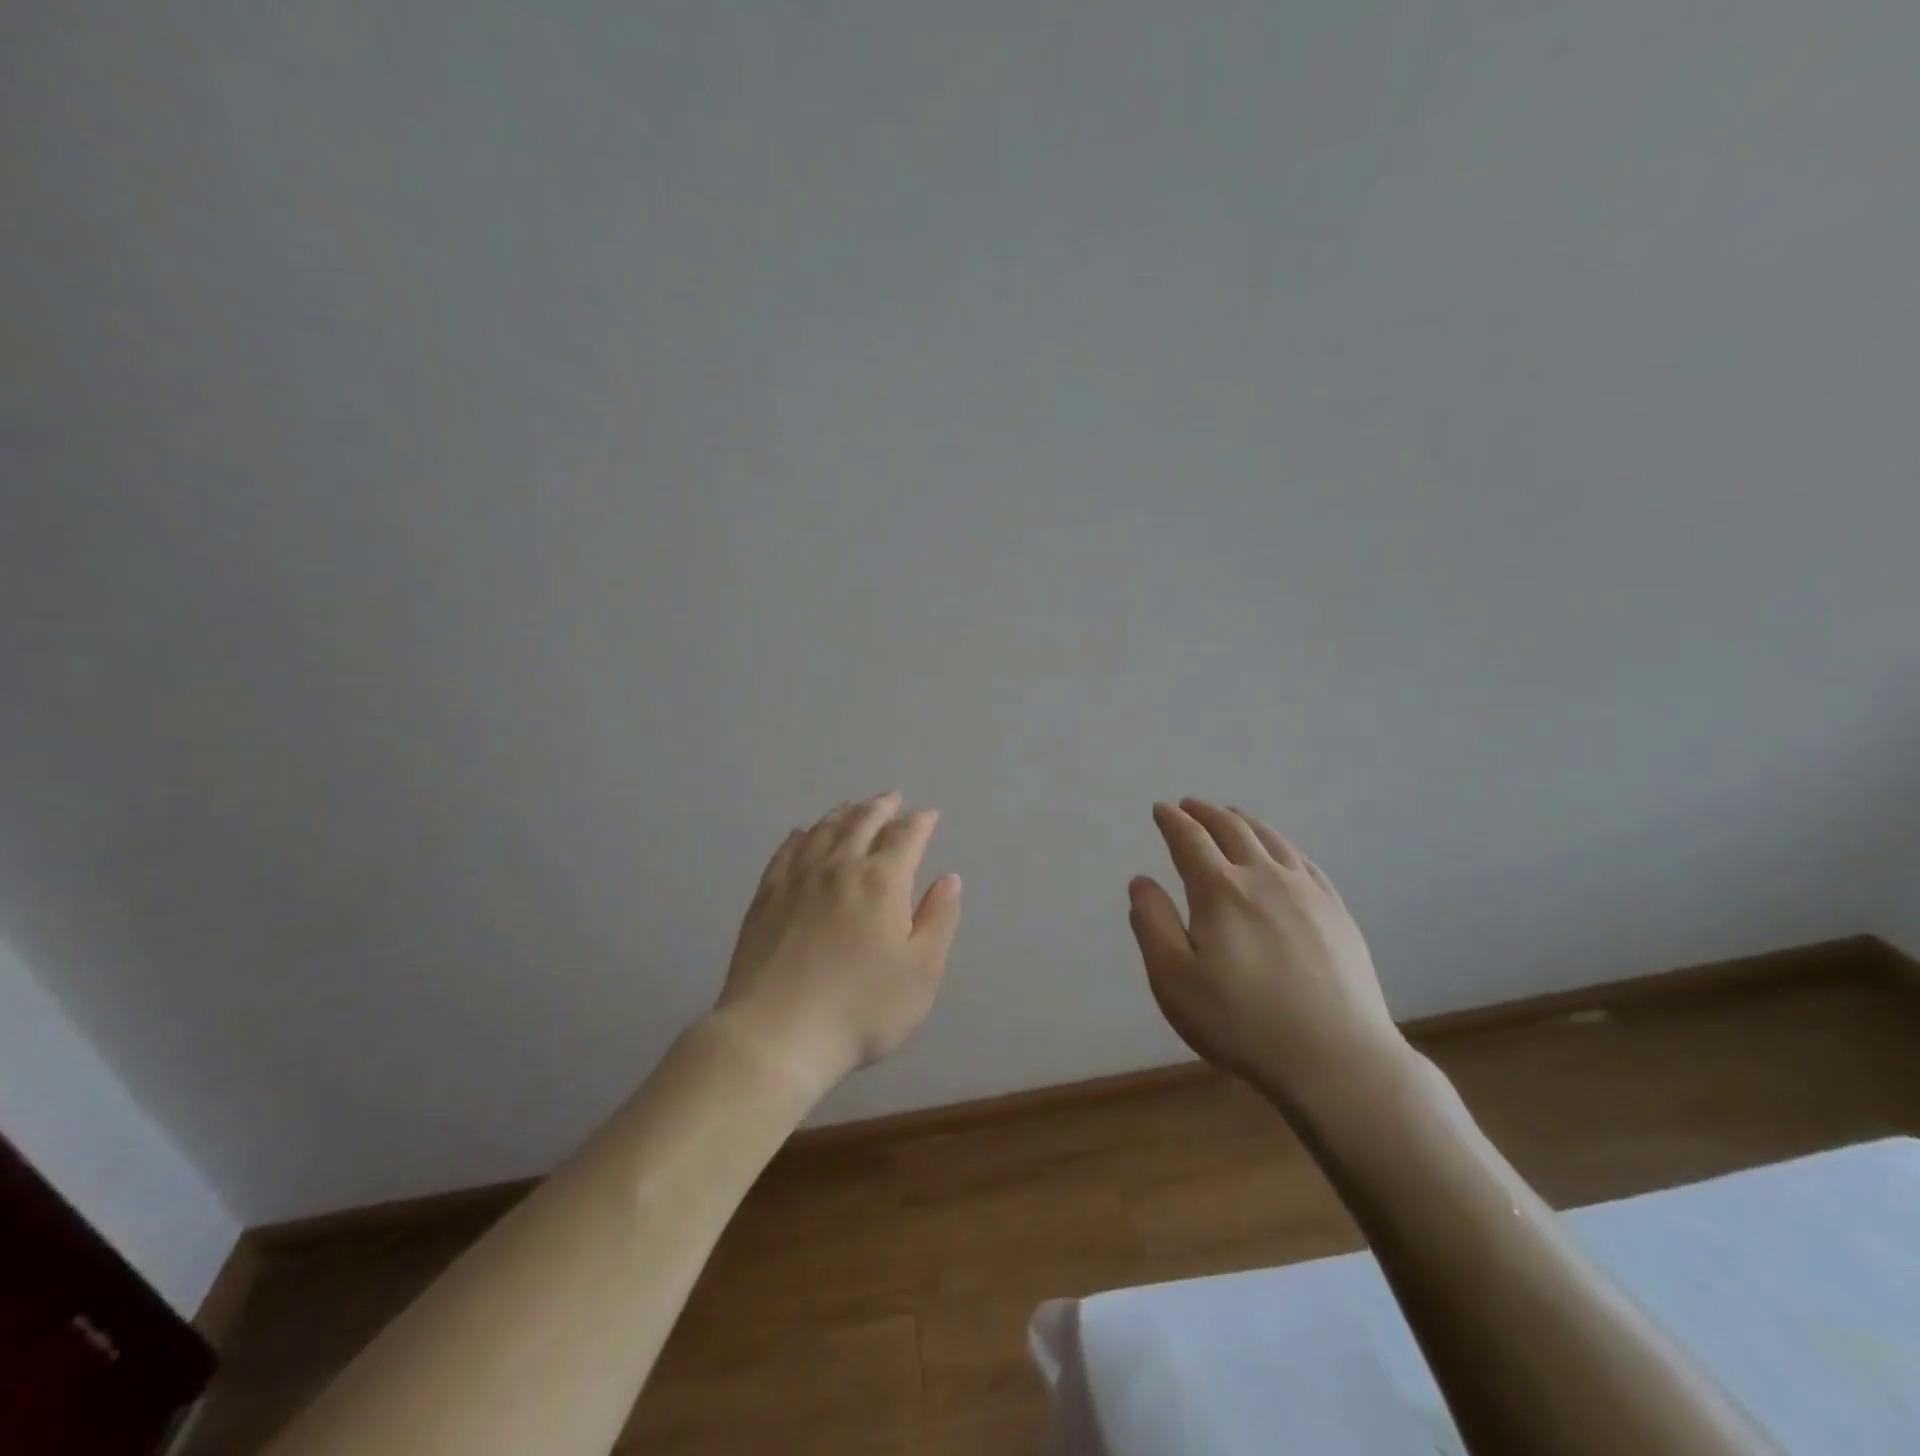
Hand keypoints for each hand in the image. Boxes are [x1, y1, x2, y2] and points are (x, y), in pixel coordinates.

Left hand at [715, 792, 961, 1099]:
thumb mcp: (921, 972)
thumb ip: (939, 920)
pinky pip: (785, 853)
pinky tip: (802, 834)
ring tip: (853, 807)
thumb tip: (949, 879)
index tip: (929, 815)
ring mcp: (798, 879)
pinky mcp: (766, 897)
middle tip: (892, 799)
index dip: (920, 822)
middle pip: (863, 823)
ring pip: (824, 831)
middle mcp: (840, 868)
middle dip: (882, 807)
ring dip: (843, 814)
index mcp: (882, 882)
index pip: (906, 836)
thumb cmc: (861, 1009)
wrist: (777, 1034)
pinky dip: (800, 837)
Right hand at [1128, 799, 1406, 1108]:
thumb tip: (1141, 881)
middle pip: (1232, 829)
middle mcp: (1264, 877)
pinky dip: (1281, 844)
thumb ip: (1152, 924)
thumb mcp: (1174, 980)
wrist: (1336, 1059)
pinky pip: (1304, 861)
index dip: (1172, 821)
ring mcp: (1307, 892)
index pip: (1190, 839)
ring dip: (1244, 820)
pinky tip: (1280, 852)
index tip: (1161, 810)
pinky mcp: (1336, 912)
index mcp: (1220, 890)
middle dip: (1206, 812)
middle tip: (1190, 805)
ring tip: (1230, 815)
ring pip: (1271, 839)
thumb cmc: (1241, 1022)